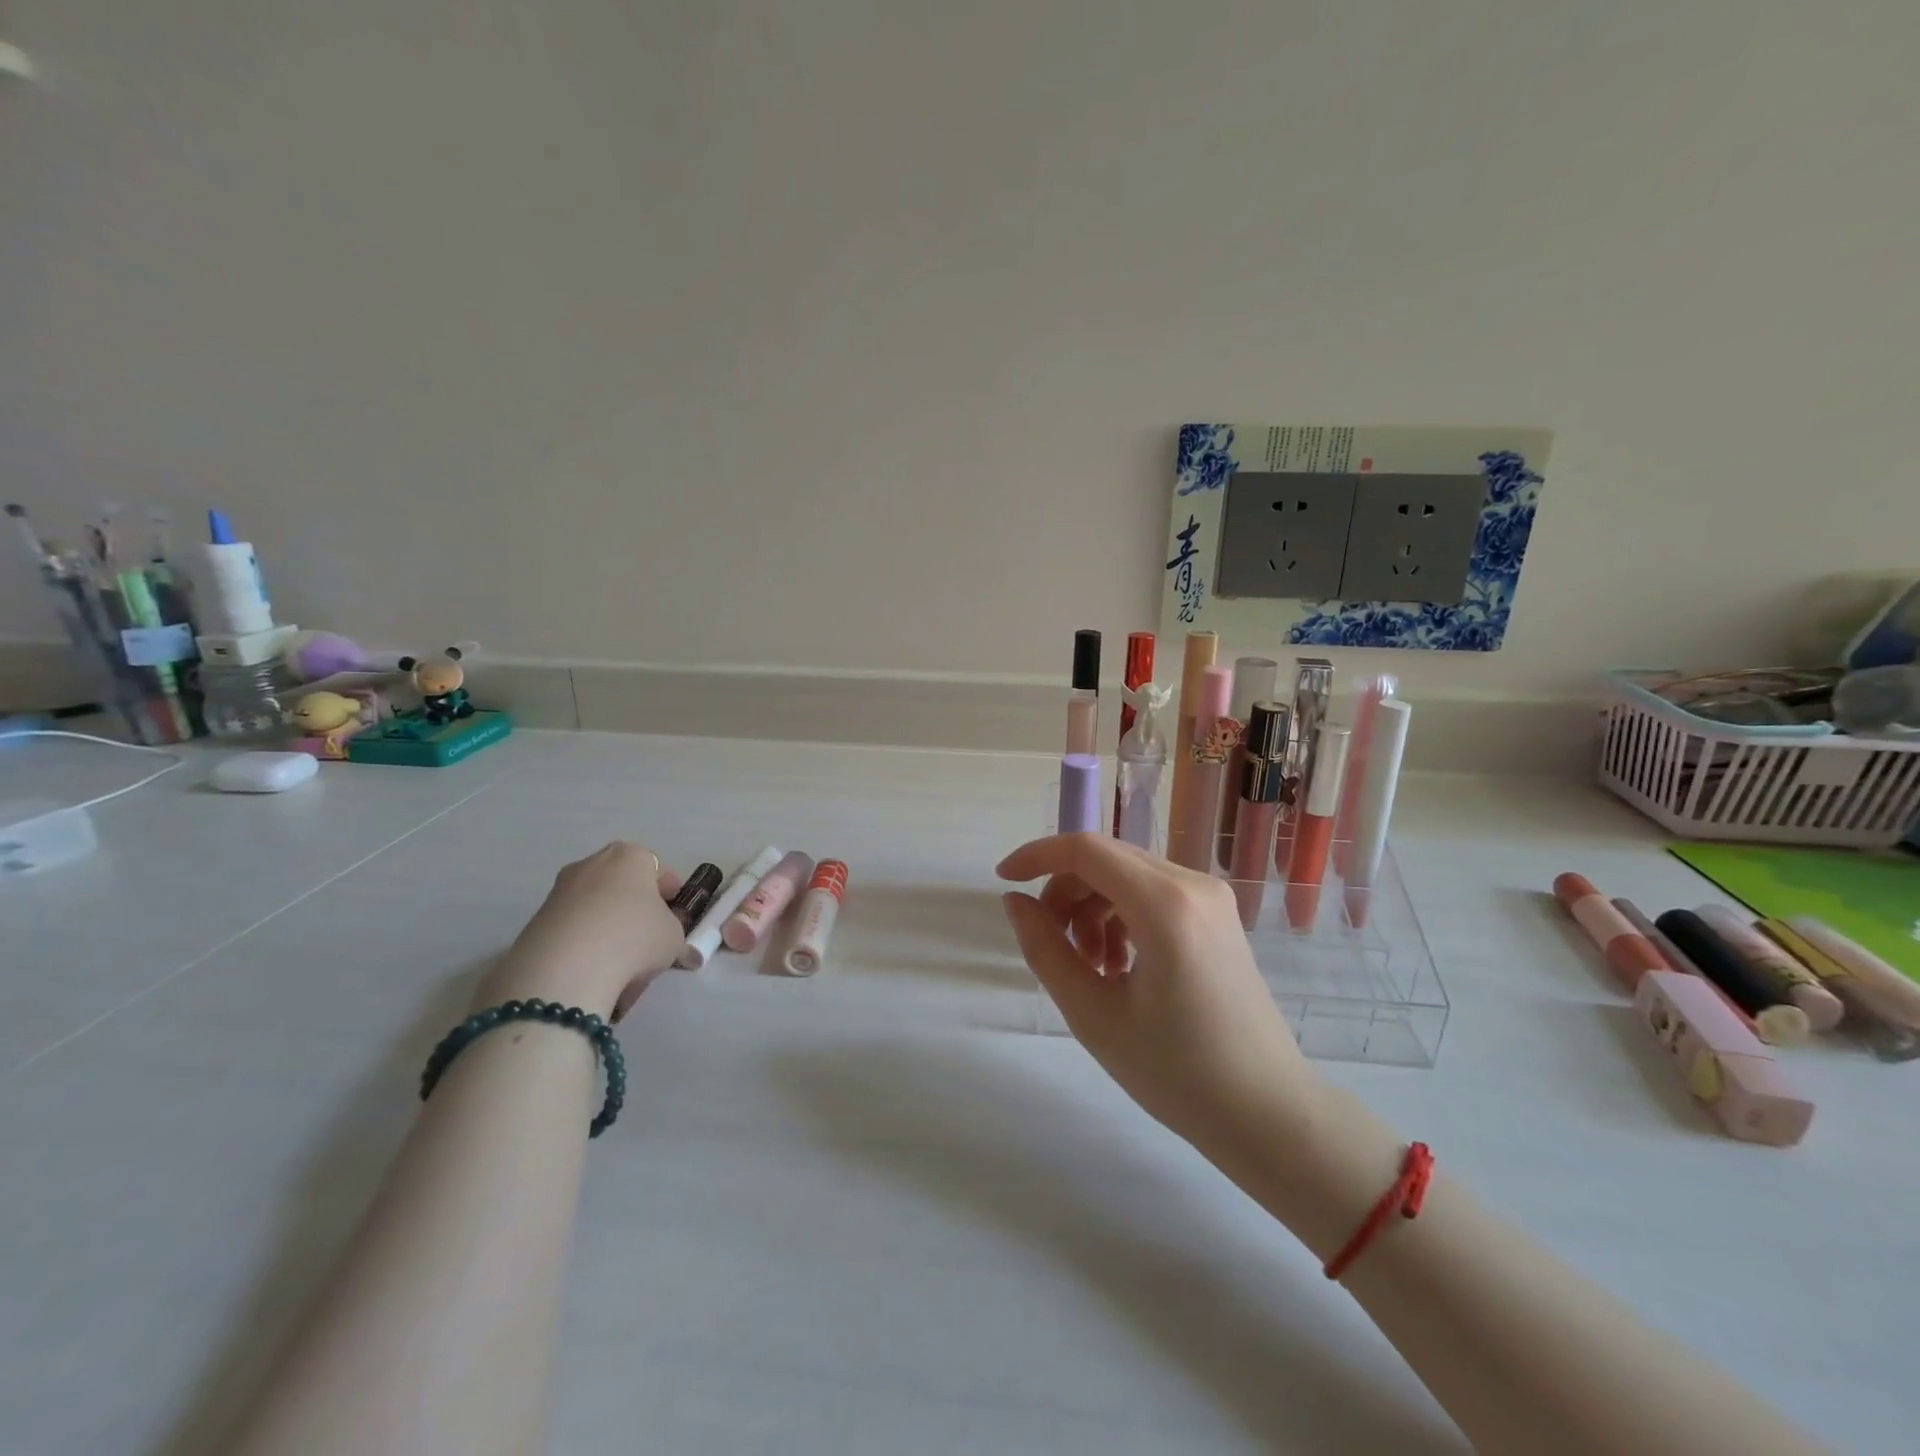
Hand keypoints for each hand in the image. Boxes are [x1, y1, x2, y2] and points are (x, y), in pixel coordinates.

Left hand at [476, 842, 685, 1020]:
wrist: (565, 969)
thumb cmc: (635, 937)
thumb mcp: (674, 938)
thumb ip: (675, 936)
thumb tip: (678, 950)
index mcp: (631, 856)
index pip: (658, 870)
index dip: (670, 896)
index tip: (676, 919)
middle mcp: (592, 864)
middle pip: (623, 887)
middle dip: (636, 912)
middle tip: (649, 941)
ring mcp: (560, 891)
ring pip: (596, 909)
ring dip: (610, 931)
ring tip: (621, 966)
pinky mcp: (537, 921)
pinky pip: (573, 930)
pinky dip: (585, 947)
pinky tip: (595, 974)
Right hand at [997, 833, 1323, 1164]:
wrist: (1267, 1114)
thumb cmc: (1177, 1073)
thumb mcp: (1094, 1015)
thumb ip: (1046, 949)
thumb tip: (1016, 902)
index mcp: (1165, 905)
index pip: (1086, 849)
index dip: (1036, 856)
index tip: (1003, 882)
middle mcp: (1193, 884)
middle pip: (1105, 858)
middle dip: (1064, 891)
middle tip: (1052, 946)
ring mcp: (1211, 897)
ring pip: (1126, 875)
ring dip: (1092, 907)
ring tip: (1088, 966)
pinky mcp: (1217, 915)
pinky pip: (1152, 893)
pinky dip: (1120, 915)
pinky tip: (1117, 965)